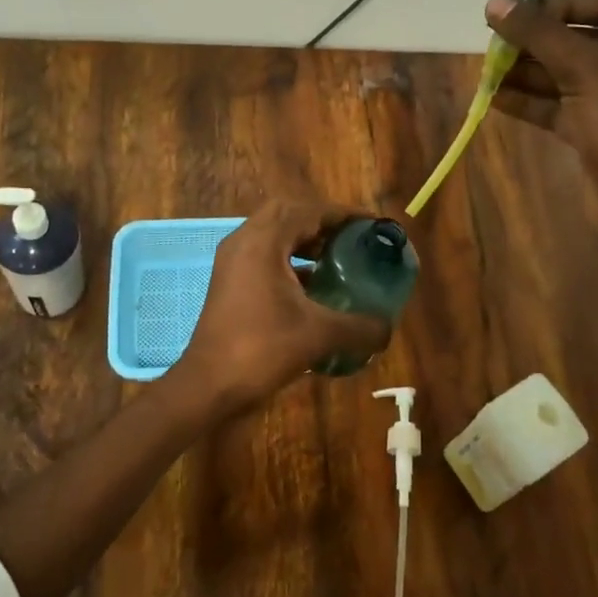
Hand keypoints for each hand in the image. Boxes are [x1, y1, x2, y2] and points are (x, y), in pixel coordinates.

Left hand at [169, 201, 392, 419]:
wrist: (208, 385)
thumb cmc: (261, 350)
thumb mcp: (318, 335)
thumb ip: (360, 328)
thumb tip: (388, 329)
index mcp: (263, 242)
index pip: (308, 211)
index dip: (343, 214)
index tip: (371, 225)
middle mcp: (244, 242)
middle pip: (288, 214)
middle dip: (322, 222)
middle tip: (352, 237)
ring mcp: (233, 261)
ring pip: (273, 234)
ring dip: (304, 239)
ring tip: (337, 257)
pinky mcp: (229, 281)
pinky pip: (264, 255)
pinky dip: (289, 259)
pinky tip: (313, 284)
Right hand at [486, 0, 597, 260]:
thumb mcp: (584, 69)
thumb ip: (538, 33)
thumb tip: (494, 2)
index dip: (562, 4)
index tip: (521, 12)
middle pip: (583, 40)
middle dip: (537, 42)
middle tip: (495, 41)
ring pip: (568, 77)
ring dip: (528, 72)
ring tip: (487, 69)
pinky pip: (562, 108)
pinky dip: (531, 101)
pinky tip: (494, 97)